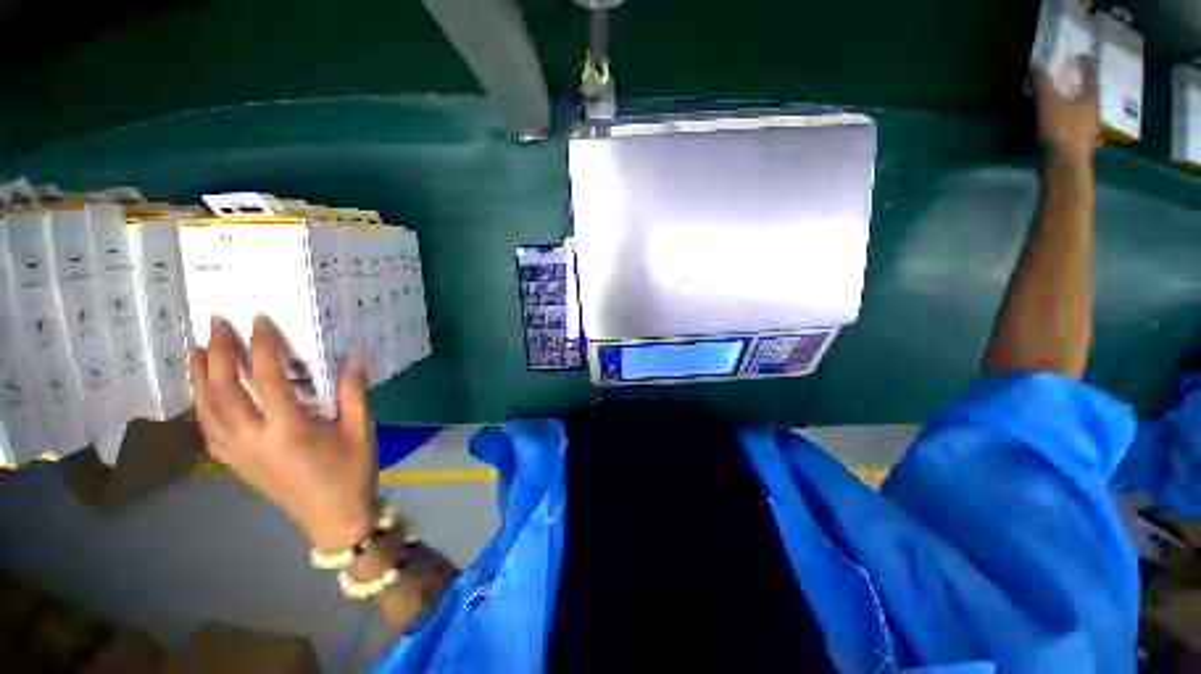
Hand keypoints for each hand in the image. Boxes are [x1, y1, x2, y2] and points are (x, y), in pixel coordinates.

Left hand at [188, 315, 377, 550]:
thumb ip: (355, 393)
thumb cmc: (352, 473)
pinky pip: (208, 430)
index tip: (258, 320)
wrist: (332, 518)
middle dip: (218, 354)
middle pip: (225, 391)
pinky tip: (199, 394)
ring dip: (198, 377)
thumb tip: (354, 357)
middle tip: (216, 324)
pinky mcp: (235, 464)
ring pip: (207, 410)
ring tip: (193, 349)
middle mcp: (254, 440)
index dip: (262, 346)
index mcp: (289, 431)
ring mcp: (238, 454)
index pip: (266, 379)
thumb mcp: (362, 431)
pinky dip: (199, 407)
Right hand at [1033, 57, 1101, 164]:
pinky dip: (1072, 122)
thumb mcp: (1048, 103)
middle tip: (1076, 81)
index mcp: (1091, 99)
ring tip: (1069, 103)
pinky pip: (1078, 127)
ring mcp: (1089, 130)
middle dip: (1083, 88)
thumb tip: (1035, 64)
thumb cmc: (1062, 129)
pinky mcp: (1080, 144)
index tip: (1083, 55)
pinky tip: (1065, 125)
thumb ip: (1041, 83)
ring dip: (1078, 107)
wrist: (1066, 164)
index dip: (1087, 65)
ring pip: (1085, 113)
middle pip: (1090, 95)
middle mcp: (1094, 112)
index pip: (1091, 76)